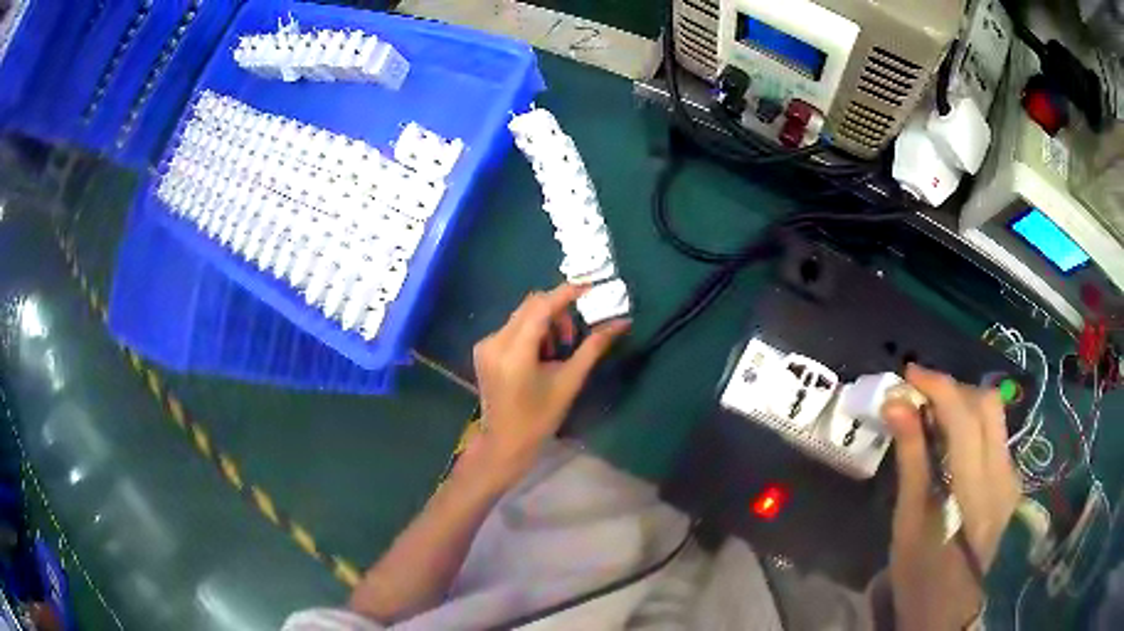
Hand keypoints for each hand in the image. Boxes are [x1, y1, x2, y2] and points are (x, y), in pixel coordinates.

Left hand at [466, 284, 629, 489]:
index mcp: (515, 353)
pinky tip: (541, 354)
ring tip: (558, 350)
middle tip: (575, 333)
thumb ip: (593, 347)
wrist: (505, 443)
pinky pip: (513, 327)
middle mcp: (495, 342)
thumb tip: (621, 322)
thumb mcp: (569, 382)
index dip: (566, 293)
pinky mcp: (483, 349)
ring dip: (545, 321)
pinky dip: (532, 331)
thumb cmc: (540, 418)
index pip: (542, 308)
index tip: (590, 286)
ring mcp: (485, 345)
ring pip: (522, 315)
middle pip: (530, 306)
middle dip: (558, 310)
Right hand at [882, 365, 1020, 630]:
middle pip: (987, 405)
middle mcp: (1002, 476)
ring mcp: (1011, 478)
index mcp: (975, 491)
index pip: (965, 417)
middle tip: (920, 398)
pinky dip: (972, 426)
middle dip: (953, 390)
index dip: (938, 386)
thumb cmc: (919, 572)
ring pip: (994, 417)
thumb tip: (895, 404)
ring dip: (963, 405)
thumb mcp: (908, 520)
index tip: (909, 374)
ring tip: (933, 417)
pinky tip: (952, 444)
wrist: (946, 608)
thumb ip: (911, 458)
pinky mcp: (1011, 482)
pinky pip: (995, 437)